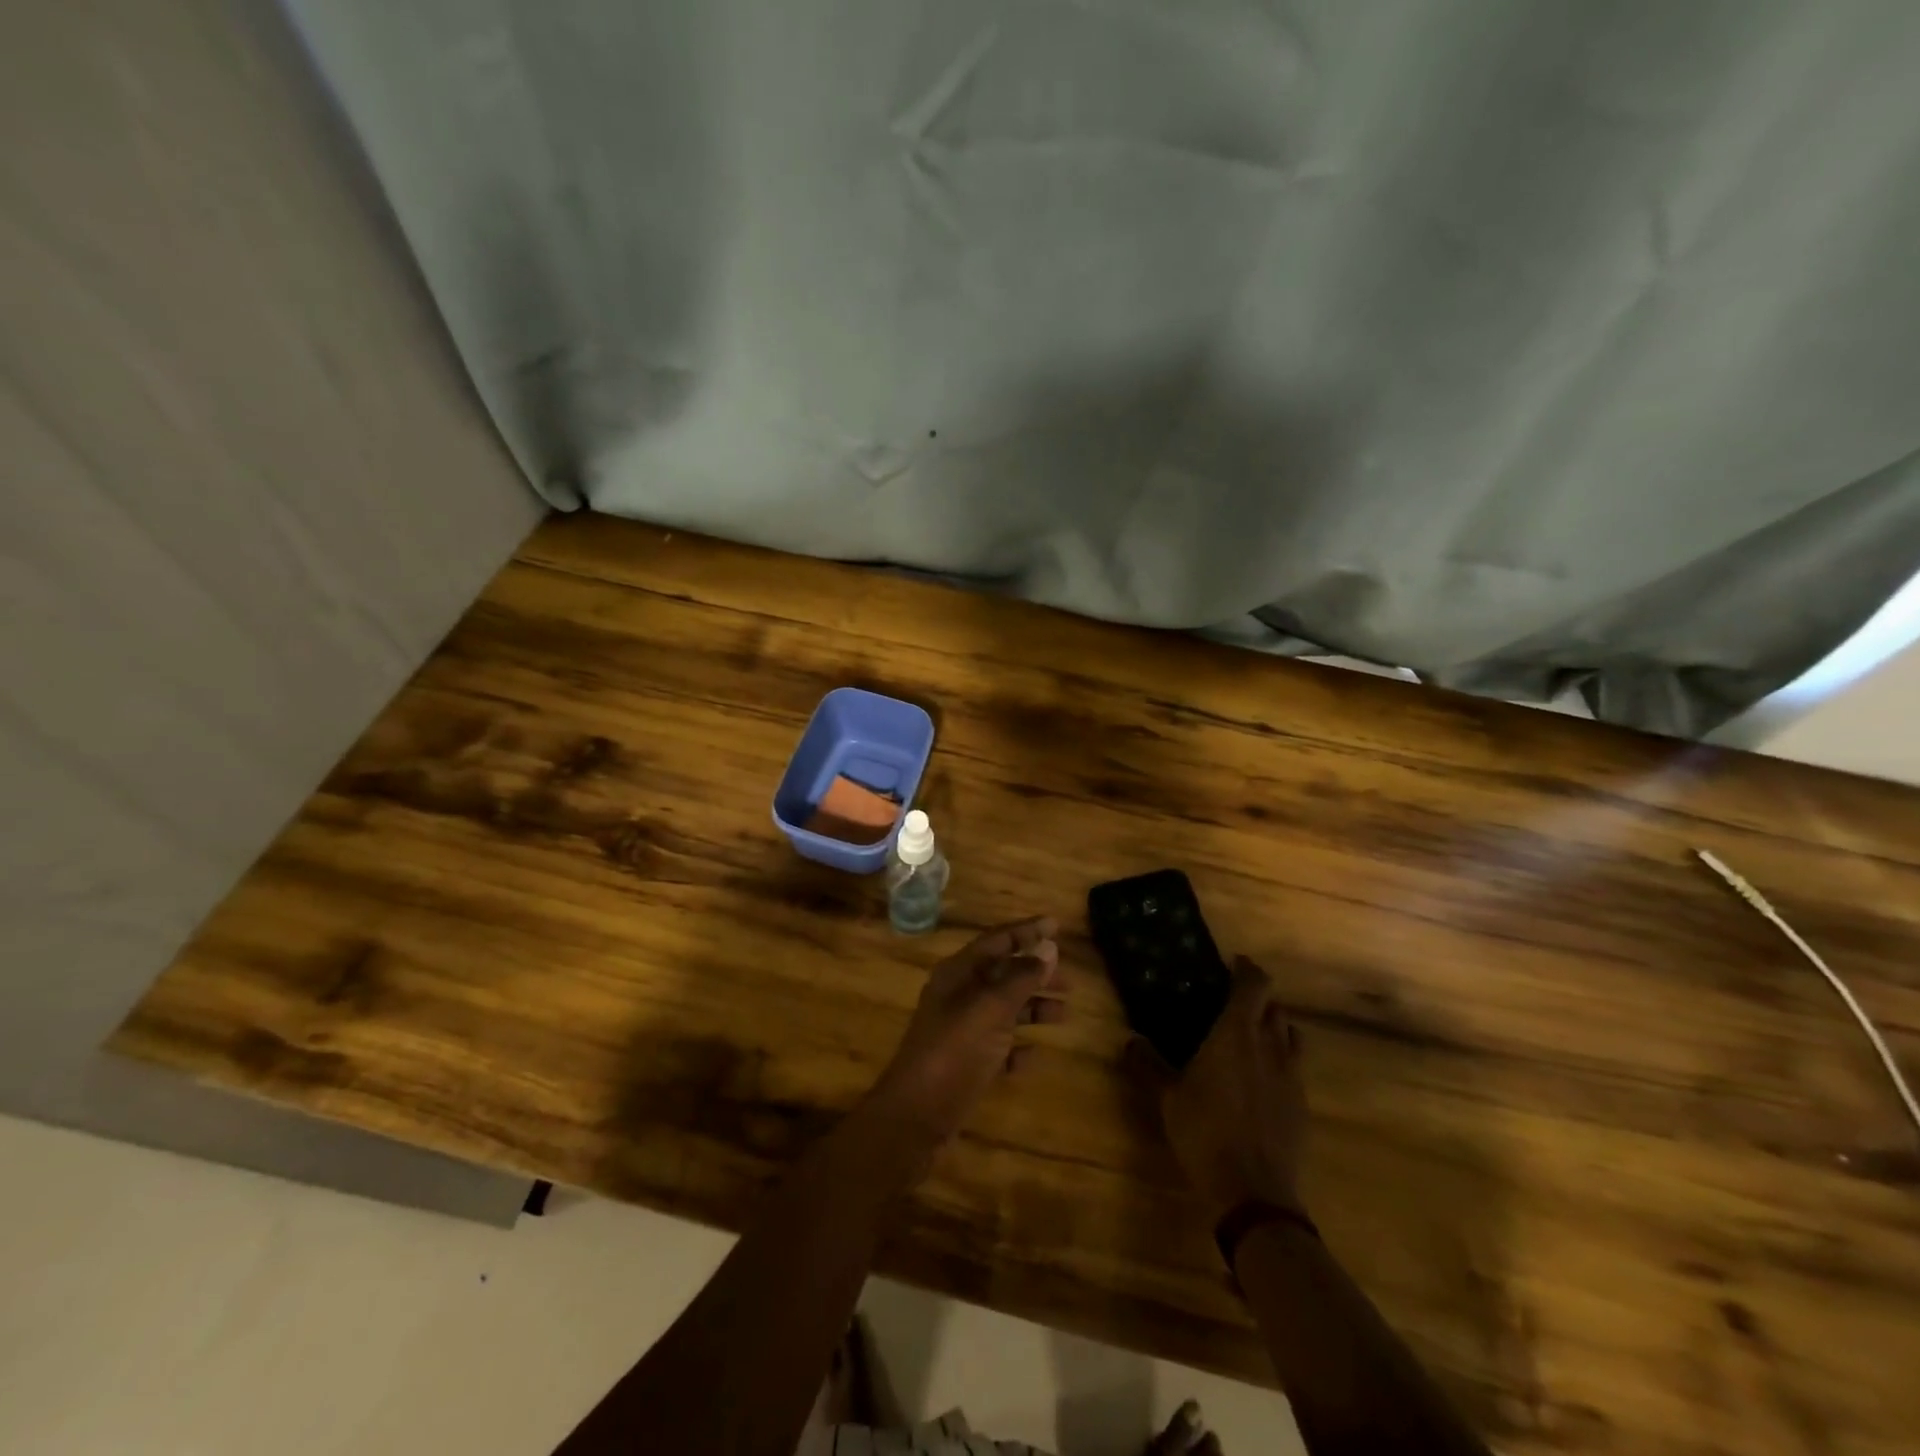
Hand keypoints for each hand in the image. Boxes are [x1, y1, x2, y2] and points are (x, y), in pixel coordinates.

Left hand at [870, 917, 1066, 1149]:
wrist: (916, 1116)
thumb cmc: (954, 1052)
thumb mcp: (990, 1009)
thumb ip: (1020, 978)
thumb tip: (1049, 947)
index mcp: (958, 973)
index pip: (997, 940)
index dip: (1026, 931)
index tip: (1056, 925)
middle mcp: (958, 995)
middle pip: (1002, 973)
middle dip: (1035, 972)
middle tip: (1069, 979)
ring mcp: (961, 1030)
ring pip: (1003, 1009)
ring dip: (1032, 1007)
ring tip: (1064, 1014)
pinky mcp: (966, 1063)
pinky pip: (998, 1046)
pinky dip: (1018, 1046)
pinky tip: (1035, 1054)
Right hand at [1130, 956, 1306, 1225]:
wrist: (1254, 1191)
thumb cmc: (1205, 1131)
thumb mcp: (1167, 1097)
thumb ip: (1149, 1064)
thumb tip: (1130, 1040)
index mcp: (1237, 1033)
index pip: (1254, 985)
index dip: (1247, 969)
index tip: (1234, 963)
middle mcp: (1270, 1046)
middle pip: (1275, 1007)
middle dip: (1258, 999)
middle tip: (1234, 1004)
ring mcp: (1292, 1076)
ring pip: (1291, 1035)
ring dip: (1275, 1028)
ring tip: (1253, 1037)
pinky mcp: (1302, 1105)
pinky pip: (1295, 1068)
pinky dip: (1281, 1061)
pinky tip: (1263, 1081)